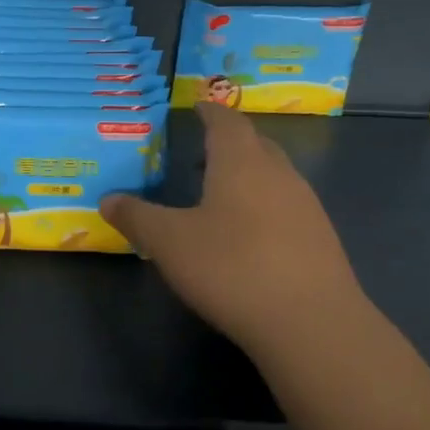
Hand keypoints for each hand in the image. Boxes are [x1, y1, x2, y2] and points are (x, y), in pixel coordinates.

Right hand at [102, 102, 362, 353]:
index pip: (226, 122)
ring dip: (247, 175)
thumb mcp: (168, 242)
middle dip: (229, 142)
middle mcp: (279, 174)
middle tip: (200, 153)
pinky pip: (286, 206)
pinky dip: (262, 206)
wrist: (311, 323)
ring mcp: (306, 207)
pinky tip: (247, 235)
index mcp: (241, 163)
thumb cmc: (231, 268)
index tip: (197, 106)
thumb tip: (109, 199)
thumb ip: (136, 217)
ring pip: (273, 176)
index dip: (210, 112)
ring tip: (218, 194)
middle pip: (255, 144)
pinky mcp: (320, 240)